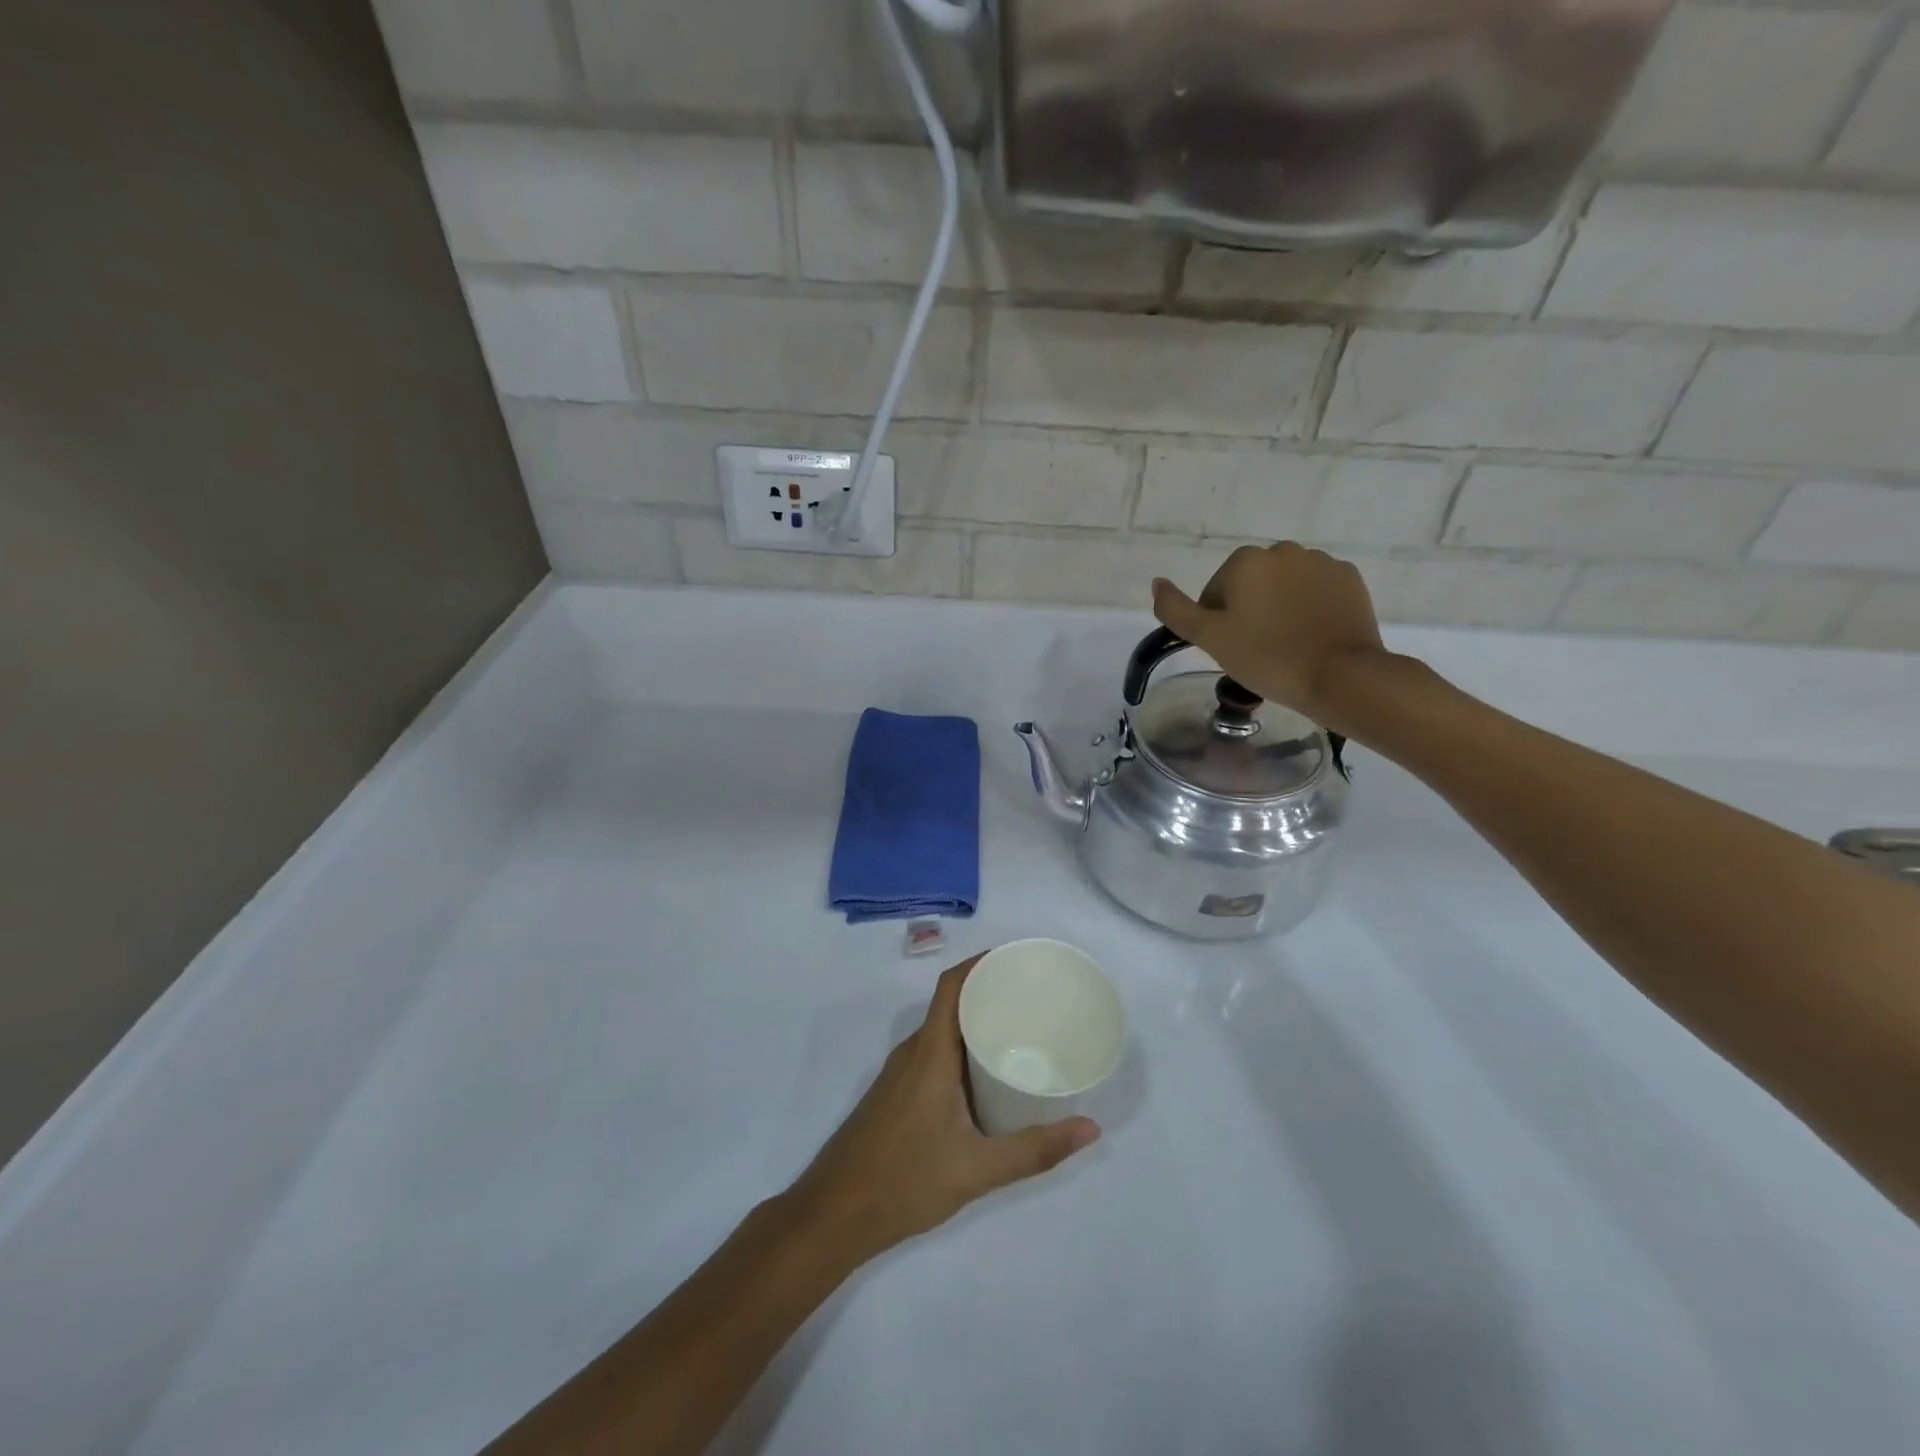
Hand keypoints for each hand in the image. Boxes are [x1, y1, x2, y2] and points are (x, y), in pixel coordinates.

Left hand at [788, 956, 1099, 1263]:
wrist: (834, 1215)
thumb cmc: (904, 1181)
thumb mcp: (978, 1170)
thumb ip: (1035, 1150)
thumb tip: (1091, 1129)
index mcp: (930, 1053)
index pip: (951, 986)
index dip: (981, 963)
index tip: (1018, 960)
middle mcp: (913, 1052)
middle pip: (951, 1003)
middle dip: (989, 992)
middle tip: (1034, 997)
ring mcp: (901, 1073)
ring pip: (942, 1030)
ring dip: (975, 1022)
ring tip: (1019, 1029)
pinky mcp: (896, 1093)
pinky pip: (933, 1052)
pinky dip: (961, 1047)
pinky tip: (986, 1074)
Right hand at [1151, 542, 1387, 727]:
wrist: (1340, 676)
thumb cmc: (1266, 657)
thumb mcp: (1209, 639)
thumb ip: (1175, 610)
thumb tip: (1157, 582)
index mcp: (1245, 561)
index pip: (1216, 591)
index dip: (1218, 622)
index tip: (1231, 648)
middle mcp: (1283, 550)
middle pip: (1251, 584)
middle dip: (1250, 610)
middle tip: (1256, 649)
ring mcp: (1321, 562)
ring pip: (1285, 585)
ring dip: (1280, 606)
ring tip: (1287, 644)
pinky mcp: (1349, 579)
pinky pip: (1317, 589)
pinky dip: (1310, 607)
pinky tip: (1312, 635)